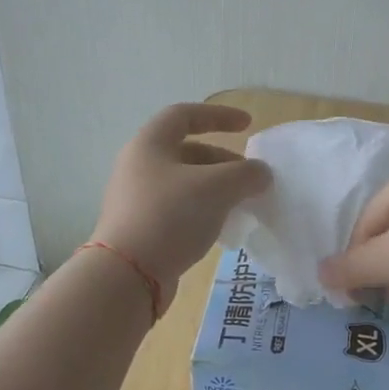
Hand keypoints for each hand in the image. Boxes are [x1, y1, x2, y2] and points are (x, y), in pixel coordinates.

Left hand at [93, 103, 271, 299]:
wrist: (127, 275)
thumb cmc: (171, 216)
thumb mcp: (217, 188)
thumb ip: (246, 174)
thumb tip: (261, 173)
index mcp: (150, 144)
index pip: (185, 115)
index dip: (219, 115)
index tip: (248, 125)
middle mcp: (138, 166)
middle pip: (186, 151)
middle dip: (223, 160)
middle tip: (249, 177)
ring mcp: (136, 199)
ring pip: (184, 183)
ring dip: (215, 187)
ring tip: (240, 204)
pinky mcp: (140, 228)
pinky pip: (178, 208)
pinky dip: (203, 210)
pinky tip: (221, 228)